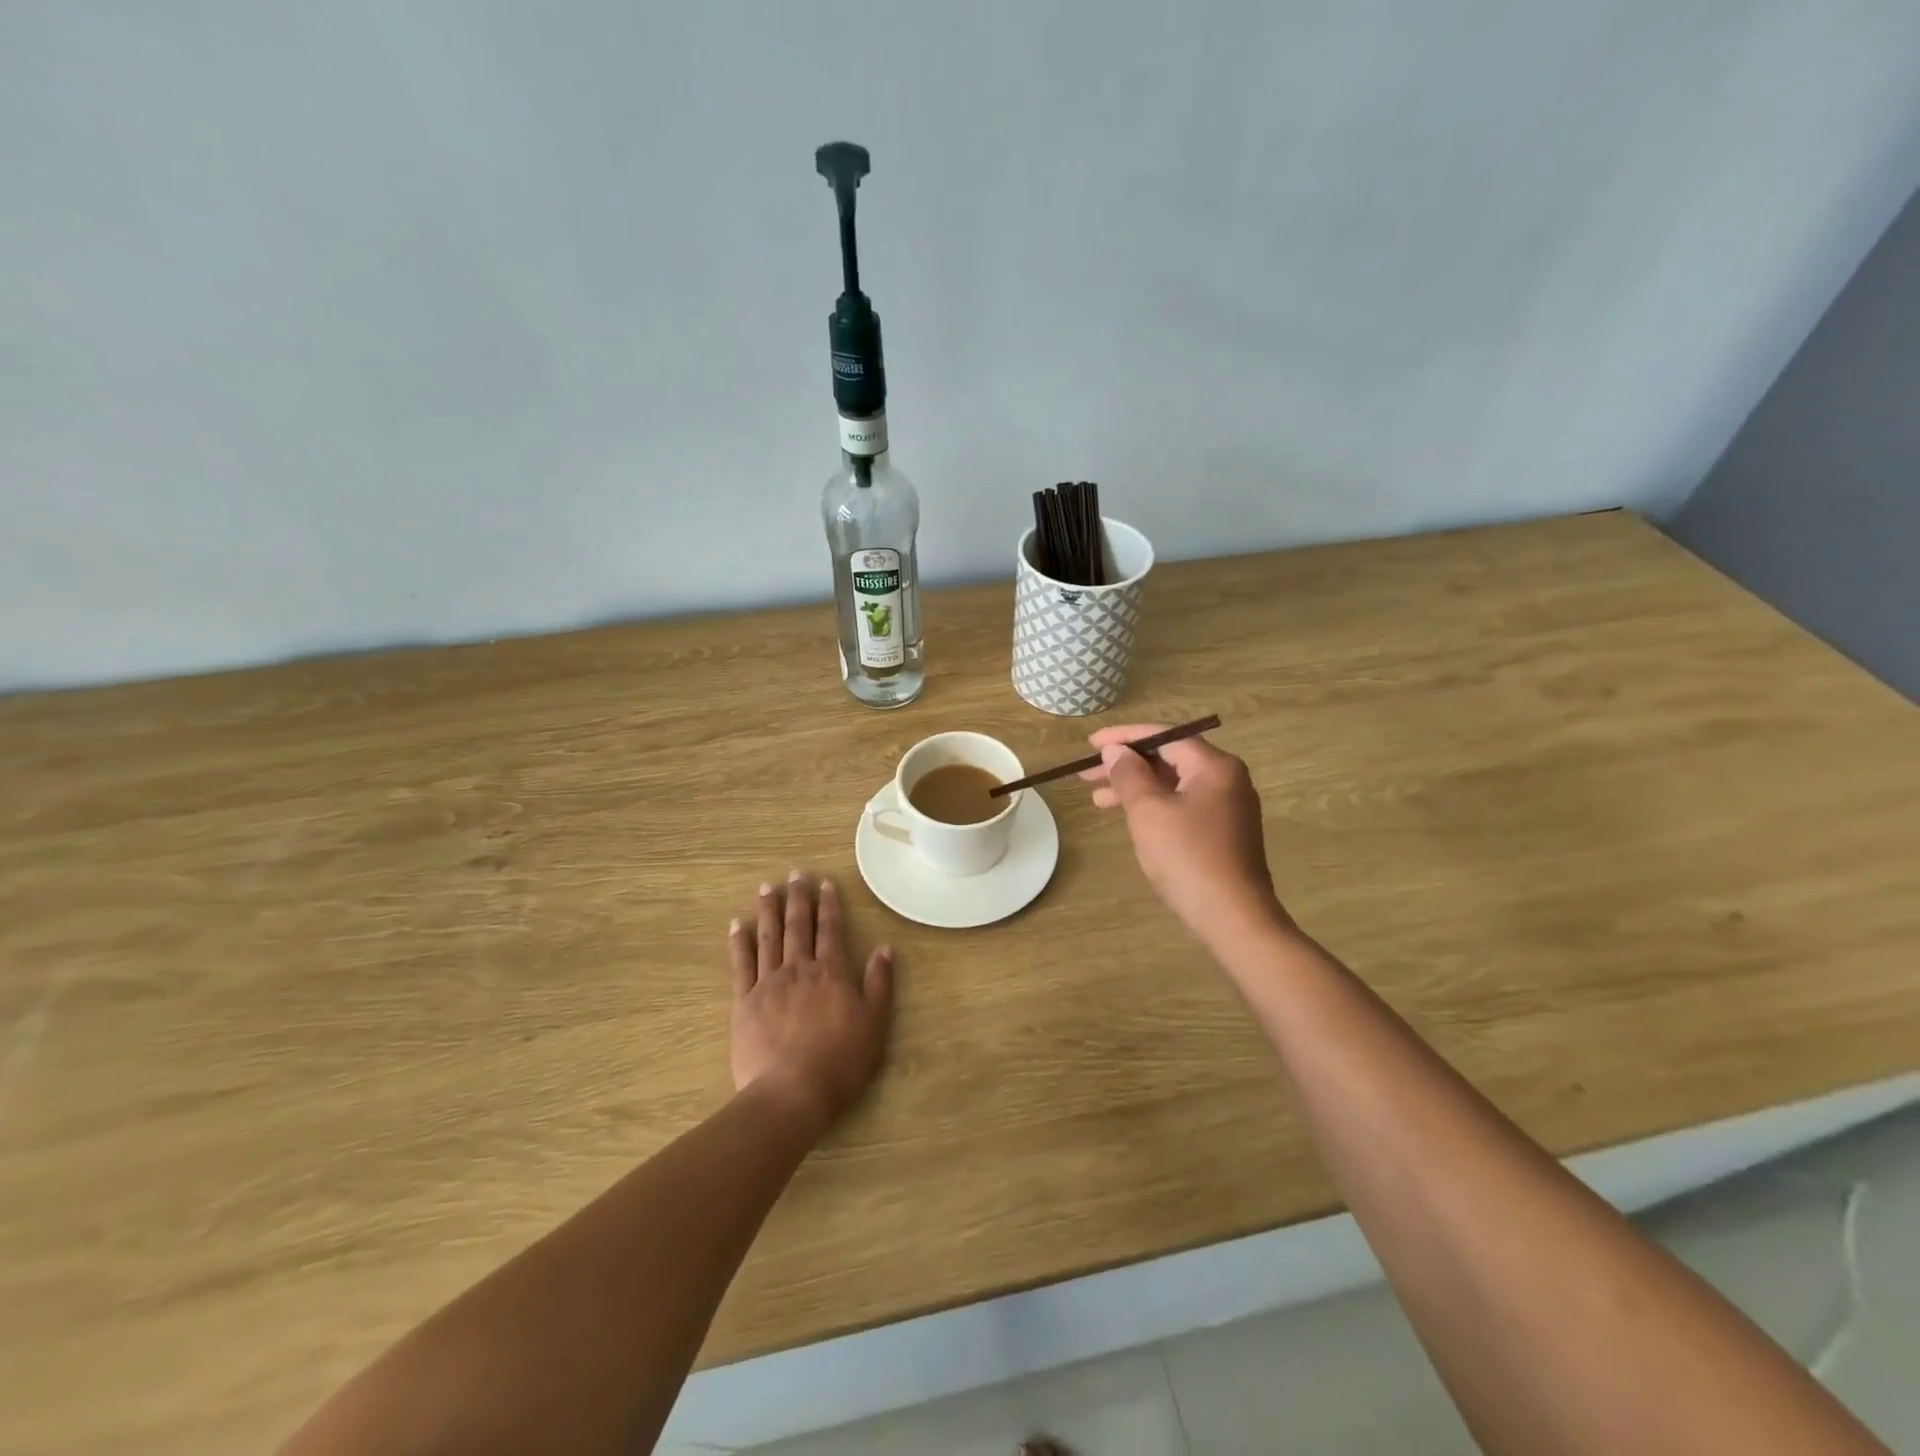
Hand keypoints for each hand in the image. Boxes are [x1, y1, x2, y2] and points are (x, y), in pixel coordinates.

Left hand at [728, 872, 892, 1131]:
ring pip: (769, 937)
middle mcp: (799, 969)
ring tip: (767, 887)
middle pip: (798, 926)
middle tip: (795, 873)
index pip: (831, 930)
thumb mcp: (874, 1023)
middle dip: (798, 898)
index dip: (829, 905)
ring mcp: (768, 983)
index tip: (825, 883)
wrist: (791, 1093)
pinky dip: (739, 942)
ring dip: (769, 910)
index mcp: (832, 972)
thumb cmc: (840, 1061)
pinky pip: (741, 964)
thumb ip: (879, 983)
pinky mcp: (744, 1002)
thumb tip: (885, 948)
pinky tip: (737, 924)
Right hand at [1081, 724, 1287, 946]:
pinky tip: (1130, 818)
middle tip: (1087, 774)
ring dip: (1135, 788)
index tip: (1090, 744)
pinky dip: (1153, 806)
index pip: (1165, 736)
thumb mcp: (1148, 810)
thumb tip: (1115, 751)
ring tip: (1098, 800)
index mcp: (1214, 766)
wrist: (1233, 917)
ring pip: (1173, 784)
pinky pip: (1182, 805)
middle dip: (1126, 765)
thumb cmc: (1187, 857)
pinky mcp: (1223, 833)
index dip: (1124, 737)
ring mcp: (1227, 807)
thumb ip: (1129, 774)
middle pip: (1168, 758)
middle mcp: (1226, 779)